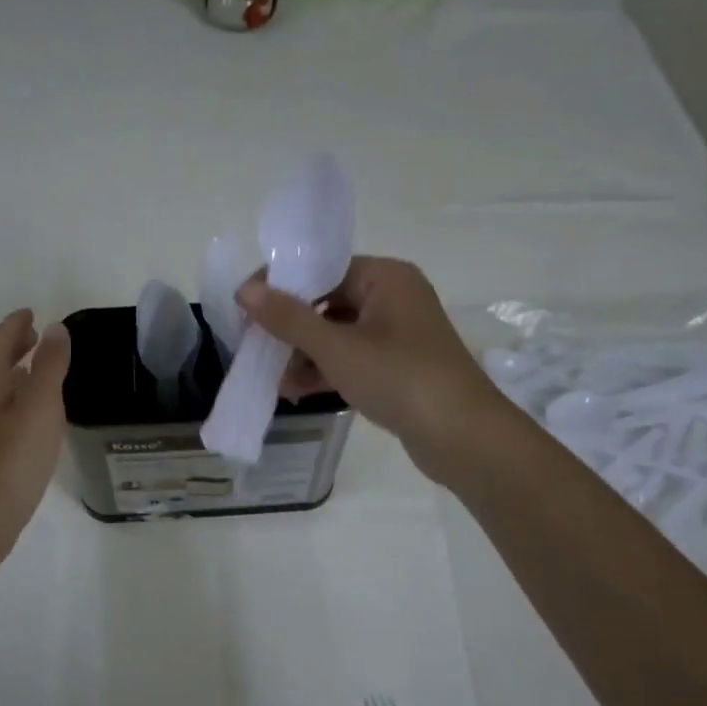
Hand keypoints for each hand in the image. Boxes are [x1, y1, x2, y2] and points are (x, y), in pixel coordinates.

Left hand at [0, 310, 70, 553]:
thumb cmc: (13, 457)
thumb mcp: (40, 406)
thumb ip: (50, 366)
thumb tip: (56, 329)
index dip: (15, 325)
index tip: (32, 313)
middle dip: (13, 346)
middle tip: (36, 337)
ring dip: (14, 373)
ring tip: (38, 371)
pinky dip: (15, 399)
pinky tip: (31, 415)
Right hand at [237, 256, 509, 482]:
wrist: (462, 436)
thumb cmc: (399, 378)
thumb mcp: (337, 347)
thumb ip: (288, 318)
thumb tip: (244, 289)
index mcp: (386, 277)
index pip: (323, 269)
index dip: (281, 287)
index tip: (245, 309)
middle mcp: (394, 298)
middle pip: (328, 303)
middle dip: (290, 330)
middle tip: (255, 349)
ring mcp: (397, 336)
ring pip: (337, 336)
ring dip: (304, 356)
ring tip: (274, 381)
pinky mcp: (397, 368)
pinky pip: (351, 360)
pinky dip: (325, 372)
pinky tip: (295, 393)